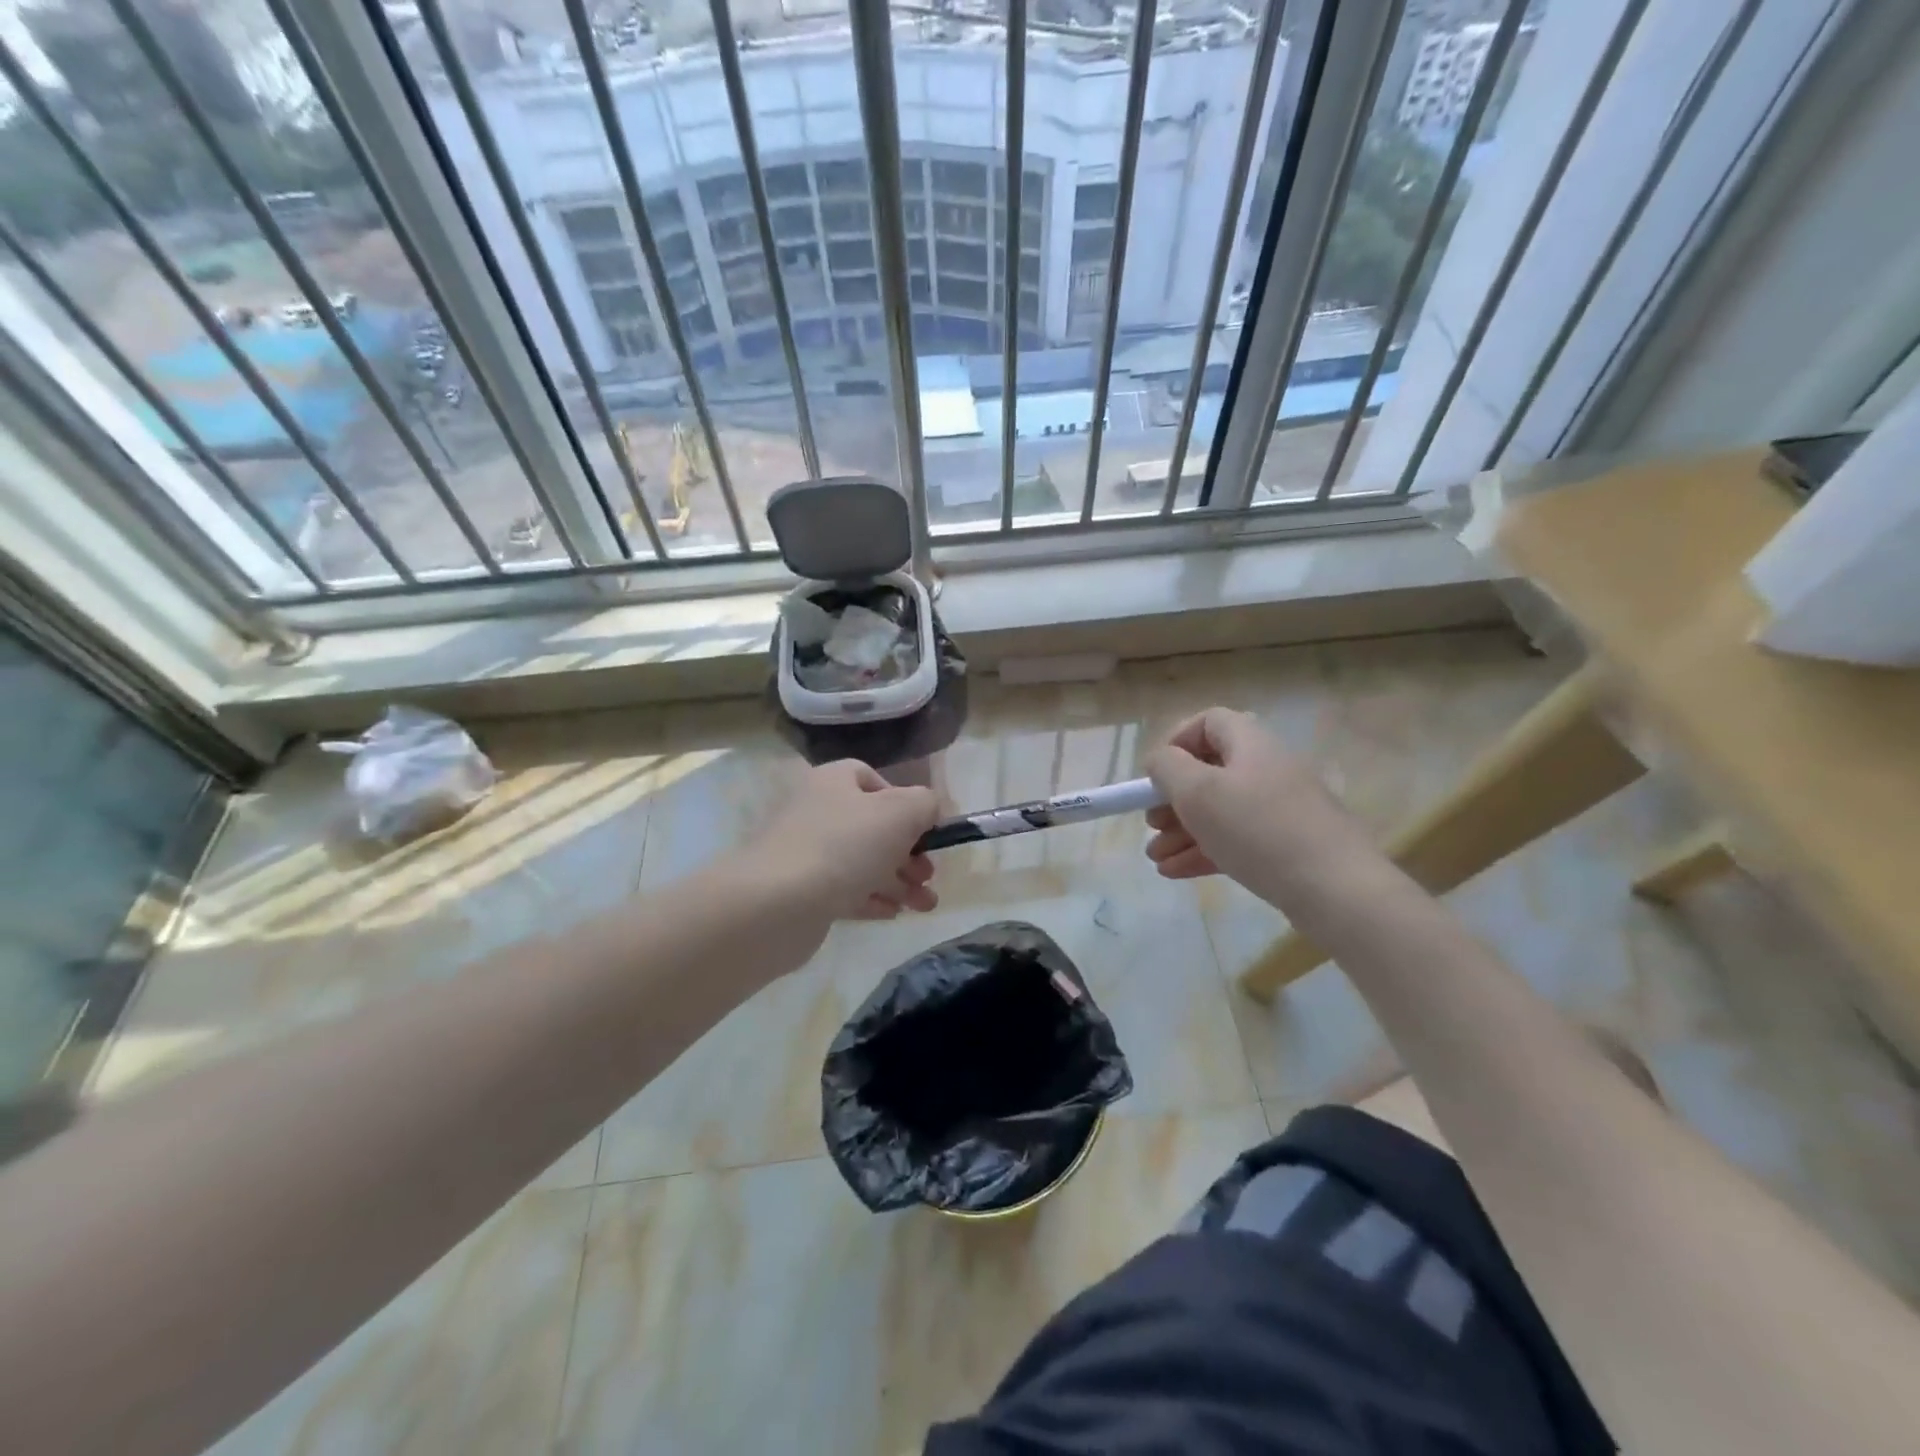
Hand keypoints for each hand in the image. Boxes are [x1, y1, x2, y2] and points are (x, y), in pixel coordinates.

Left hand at [745, 760, 939, 923]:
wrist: (777, 904)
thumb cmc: (844, 846)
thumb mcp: (900, 813)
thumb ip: (925, 803)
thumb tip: (928, 809)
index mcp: (834, 781)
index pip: (871, 778)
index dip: (903, 800)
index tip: (925, 828)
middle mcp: (817, 810)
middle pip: (872, 826)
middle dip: (909, 851)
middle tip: (928, 874)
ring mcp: (807, 853)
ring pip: (863, 862)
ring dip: (899, 881)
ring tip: (925, 905)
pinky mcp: (802, 891)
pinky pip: (845, 890)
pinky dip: (872, 899)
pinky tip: (894, 913)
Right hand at [1143, 707, 1374, 904]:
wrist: (1335, 890)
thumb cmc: (1257, 829)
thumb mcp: (1198, 792)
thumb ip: (1168, 767)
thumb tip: (1161, 760)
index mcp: (1251, 744)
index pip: (1209, 722)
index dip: (1176, 741)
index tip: (1156, 774)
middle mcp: (1267, 769)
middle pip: (1210, 771)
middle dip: (1172, 798)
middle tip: (1152, 824)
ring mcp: (1280, 809)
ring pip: (1220, 811)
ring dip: (1182, 830)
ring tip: (1155, 858)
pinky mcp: (1286, 845)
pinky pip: (1236, 839)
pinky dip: (1204, 850)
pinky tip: (1175, 872)